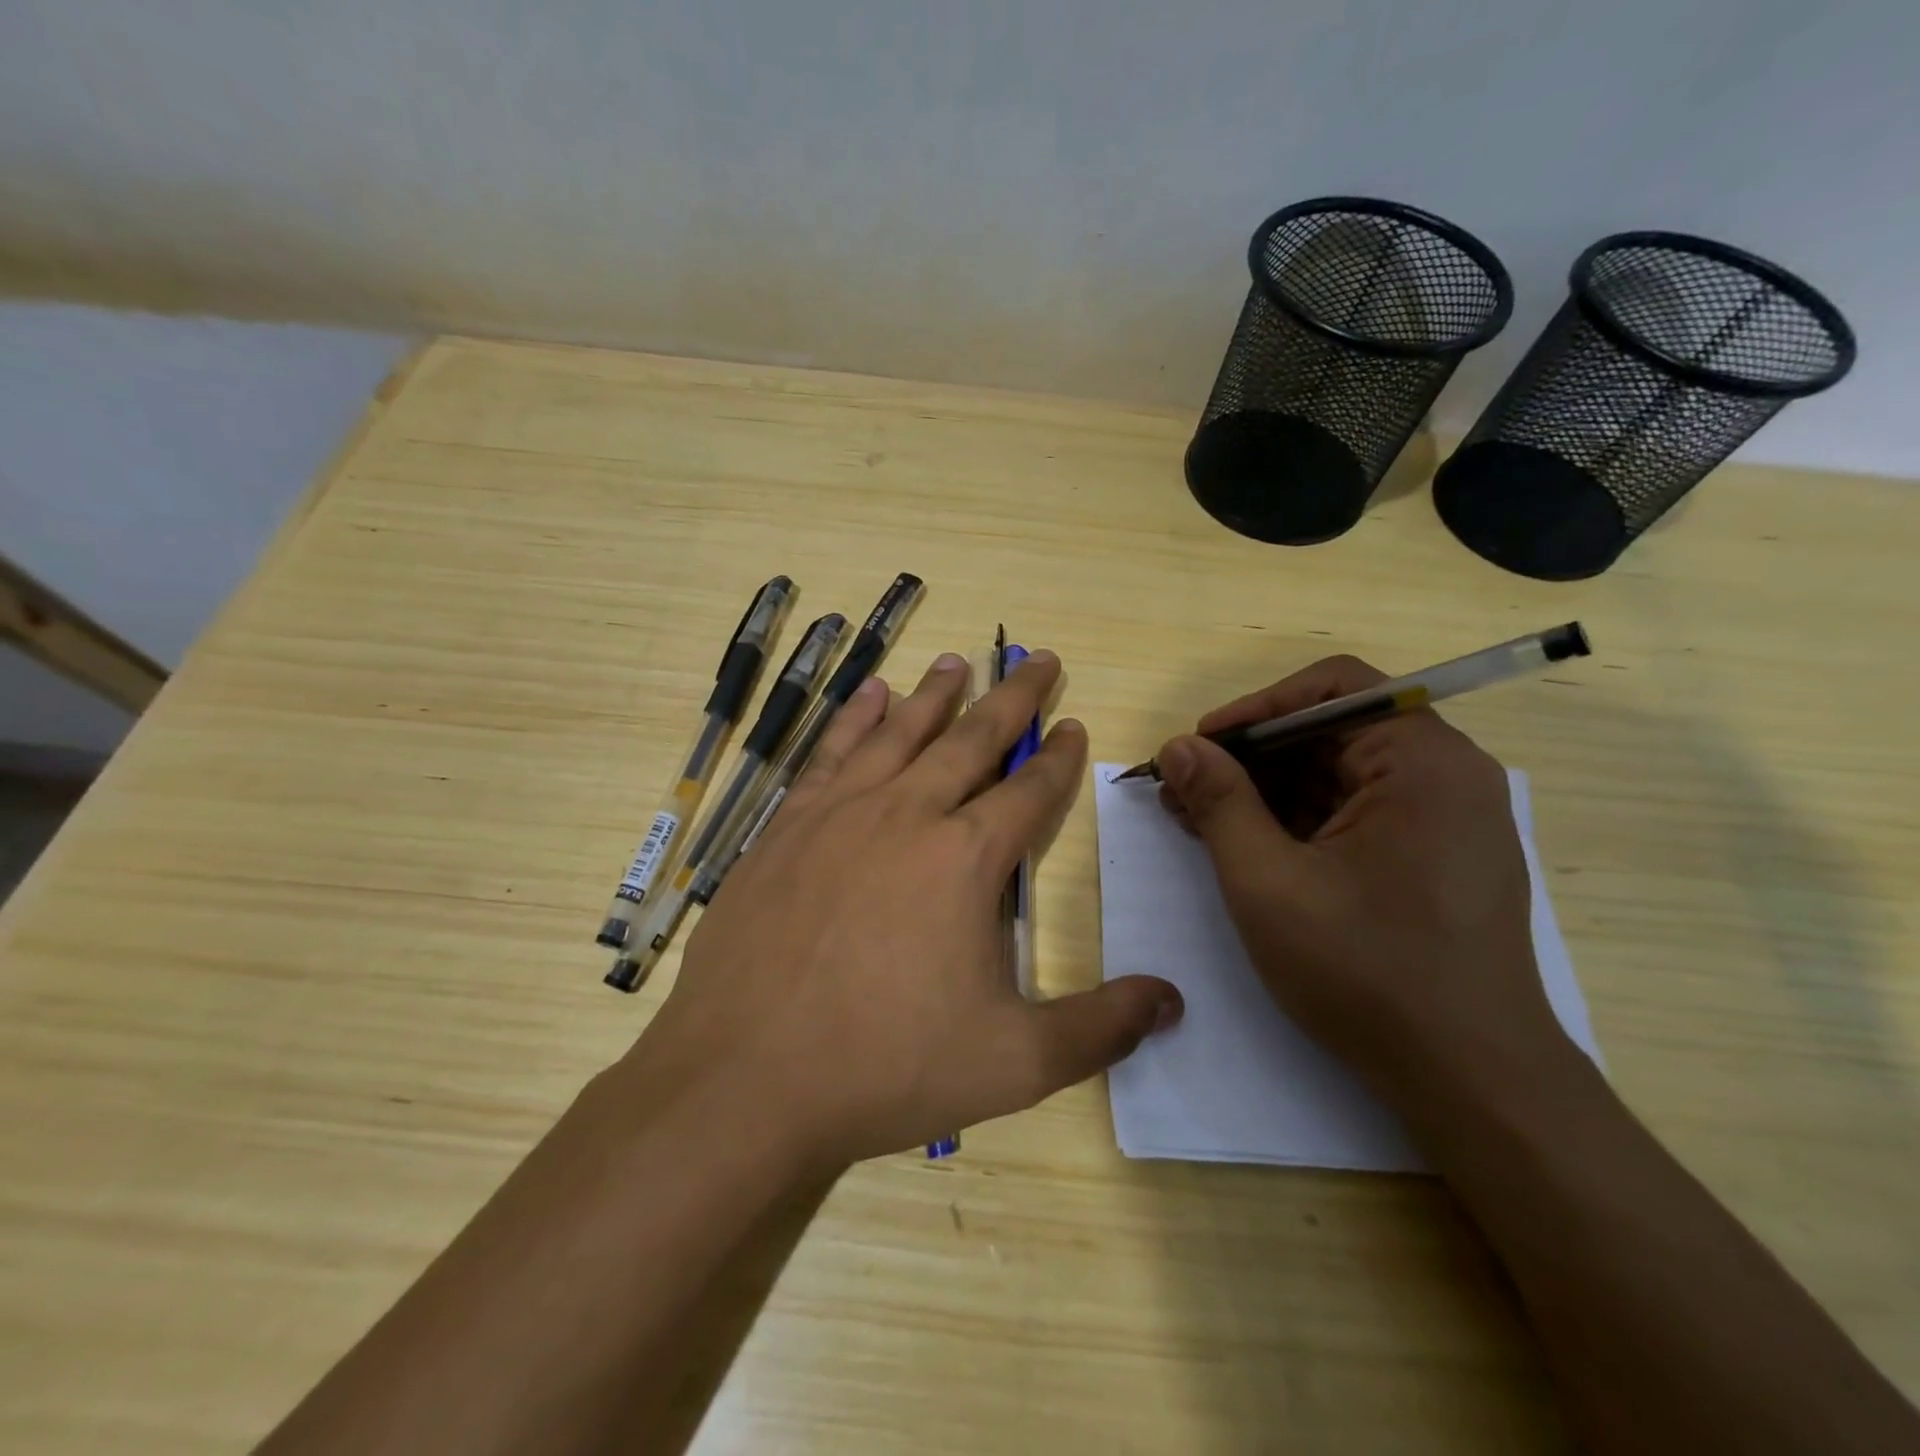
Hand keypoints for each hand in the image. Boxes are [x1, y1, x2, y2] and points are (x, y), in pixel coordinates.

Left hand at [632, 650, 1182, 1171]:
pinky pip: (832, 752)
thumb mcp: (1013, 1063)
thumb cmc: (884, 1067)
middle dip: (1012, 698)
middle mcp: (906, 815)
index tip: (1072, 722)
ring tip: (959, 662)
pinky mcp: (787, 826)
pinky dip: (856, 718)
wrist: (745, 1077)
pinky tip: (871, 695)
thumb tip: (1173, 1000)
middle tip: (1038, 659)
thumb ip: (1099, 1028)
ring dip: (936, 695)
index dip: (1057, 757)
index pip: (1028, 791)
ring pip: (900, 733)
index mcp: (964, 859)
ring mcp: (840, 814)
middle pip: (972, 740)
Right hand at [1156, 655, 1570, 1104]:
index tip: (1199, 747)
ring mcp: (1445, 819)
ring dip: (1266, 791)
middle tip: (1184, 789)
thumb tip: (1178, 747)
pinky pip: (1355, 813)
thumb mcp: (1268, 882)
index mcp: (1423, 762)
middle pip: (1331, 732)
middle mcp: (1446, 775)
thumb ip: (1219, 802)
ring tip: (1198, 819)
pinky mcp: (1434, 857)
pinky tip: (1245, 845)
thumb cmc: (1366, 972)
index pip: (1332, 688)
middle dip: (1250, 757)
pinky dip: (1298, 821)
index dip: (1254, 709)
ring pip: (1338, 775)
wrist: (1470, 1081)